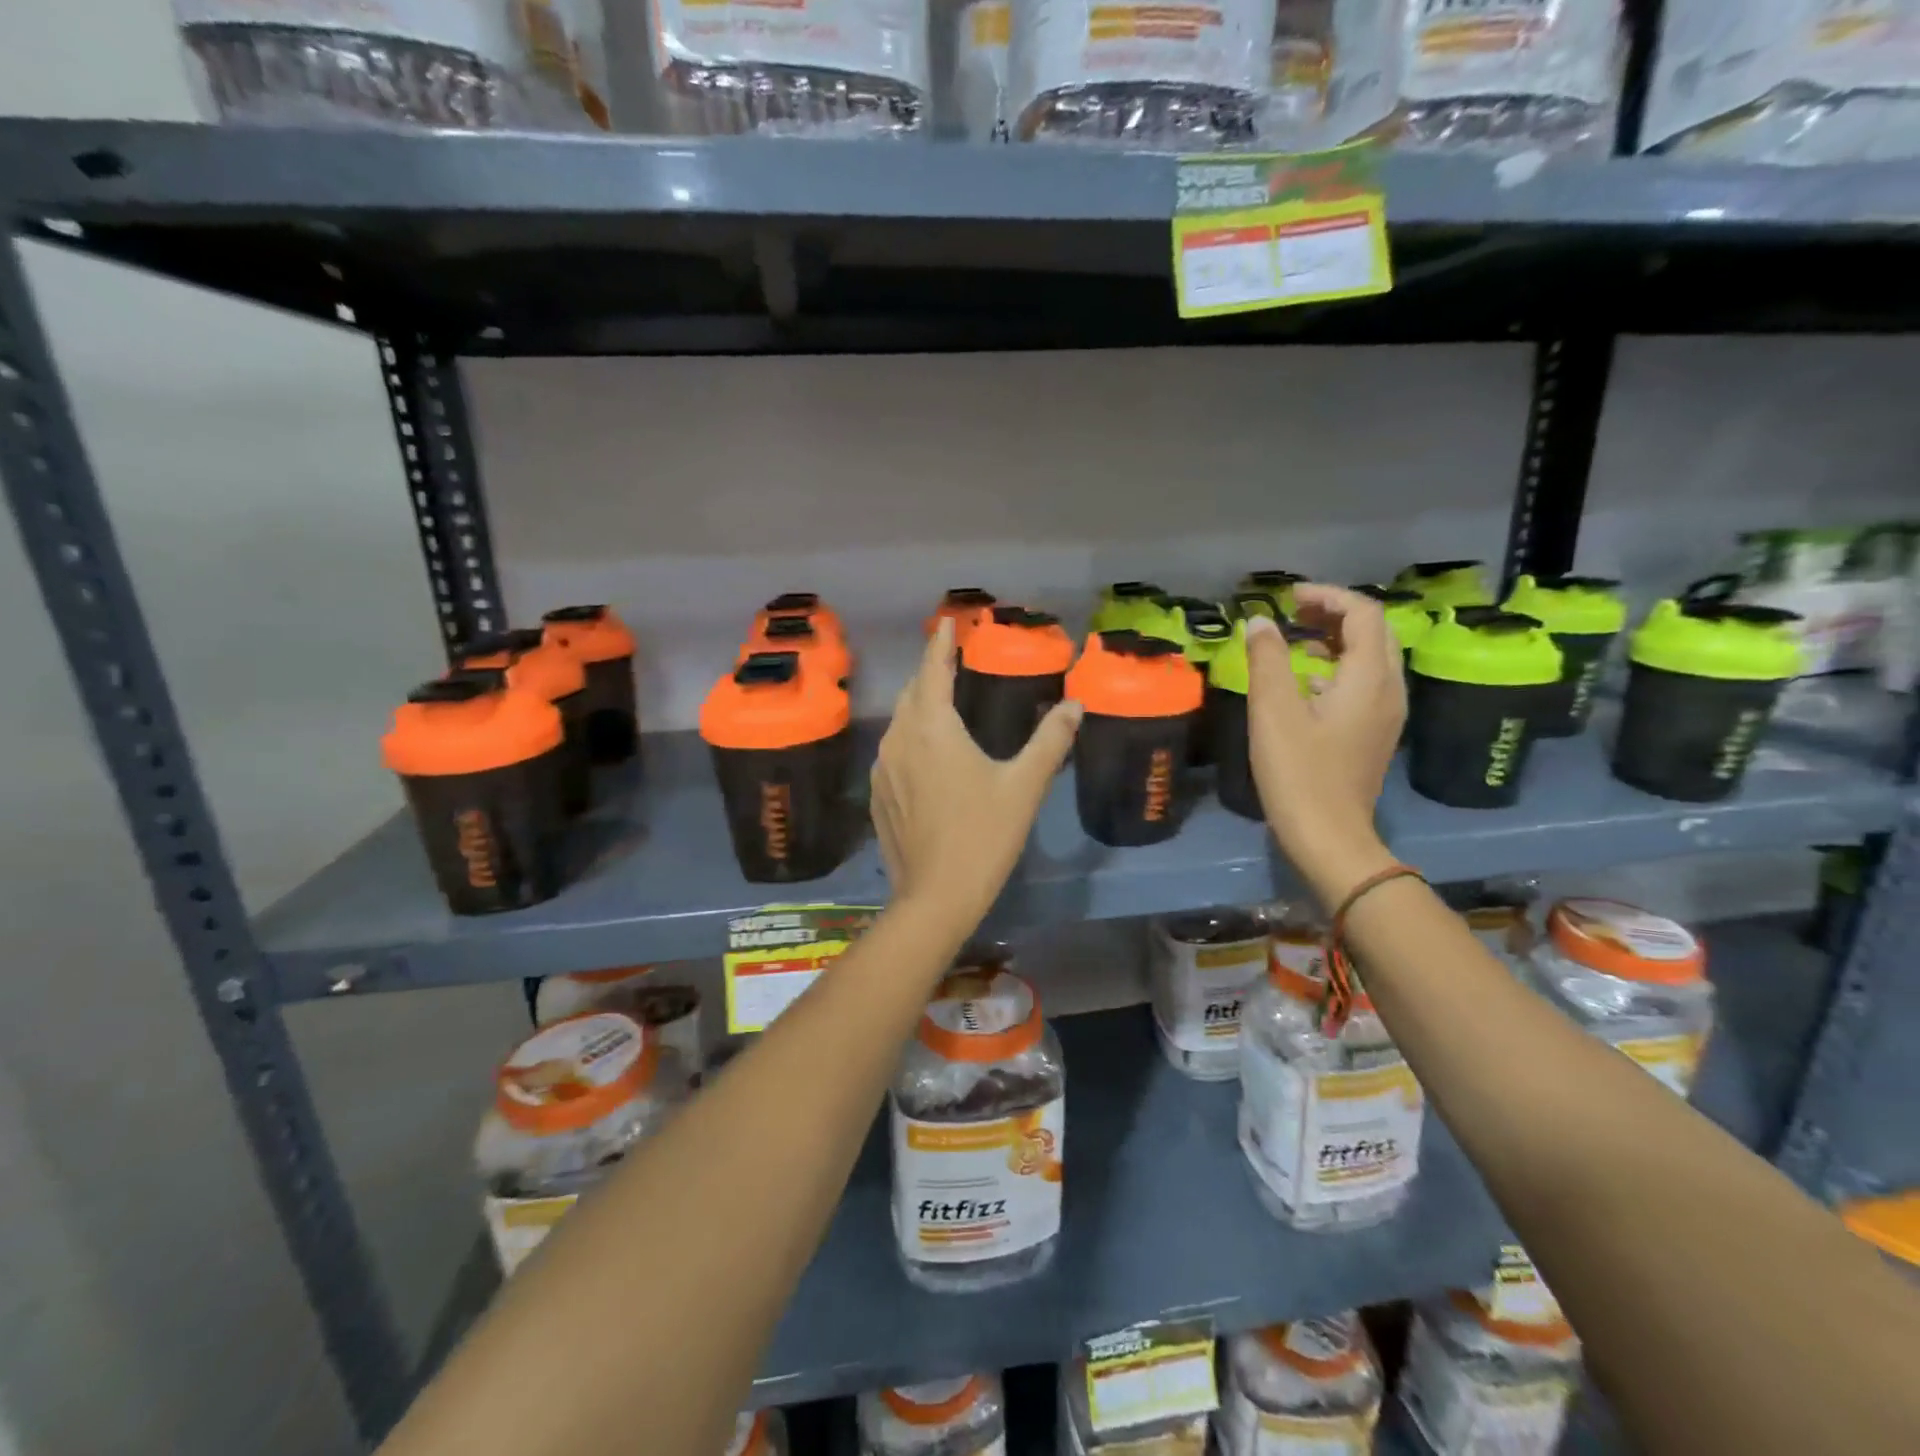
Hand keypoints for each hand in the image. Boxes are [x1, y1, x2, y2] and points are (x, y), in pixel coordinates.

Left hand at [871, 618, 1081, 934]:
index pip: (933, 671)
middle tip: (950, 662)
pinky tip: (925, 754)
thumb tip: (1075, 705)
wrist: (936, 895)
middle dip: (930, 673)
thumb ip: (1050, 740)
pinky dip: (909, 739)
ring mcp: (882, 768)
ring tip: (940, 702)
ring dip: (918, 706)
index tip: (947, 623)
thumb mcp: (1024, 785)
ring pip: (899, 722)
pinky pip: (892, 752)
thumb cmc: (984, 834)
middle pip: (912, 693)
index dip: (941, 644)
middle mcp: (899, 739)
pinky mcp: (877, 795)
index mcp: (932, 728)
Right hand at [1245, 585, 1403, 904]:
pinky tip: (1307, 680)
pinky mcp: (1376, 732)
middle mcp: (1389, 689)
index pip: (1363, 614)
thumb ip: (1268, 660)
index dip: (1327, 596)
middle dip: (1335, 613)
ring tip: (1296, 638)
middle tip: (1293, 612)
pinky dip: (1339, 665)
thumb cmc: (1298, 773)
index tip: (1287, 598)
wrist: (1328, 836)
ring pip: (1372, 657)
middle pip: (1374, 631)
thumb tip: (1259, 622)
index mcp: (1369, 678)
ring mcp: (1387, 713)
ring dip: (1337, 638)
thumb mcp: (1273, 712)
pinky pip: (1365, 682)